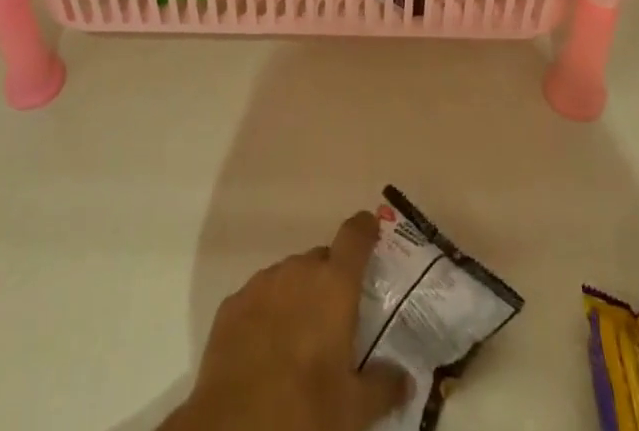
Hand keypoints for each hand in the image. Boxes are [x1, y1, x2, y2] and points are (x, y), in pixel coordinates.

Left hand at [162, 211, 410, 430]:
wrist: (235, 427)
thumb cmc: (305, 410)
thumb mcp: (354, 409)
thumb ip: (384, 386)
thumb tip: (406, 378)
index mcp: (333, 285)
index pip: (354, 236)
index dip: (365, 229)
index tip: (371, 228)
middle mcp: (298, 271)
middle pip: (320, 260)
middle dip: (330, 280)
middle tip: (337, 318)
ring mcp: (261, 283)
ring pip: (289, 276)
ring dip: (299, 294)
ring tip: (301, 337)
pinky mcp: (232, 303)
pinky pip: (260, 296)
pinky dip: (269, 311)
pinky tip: (268, 346)